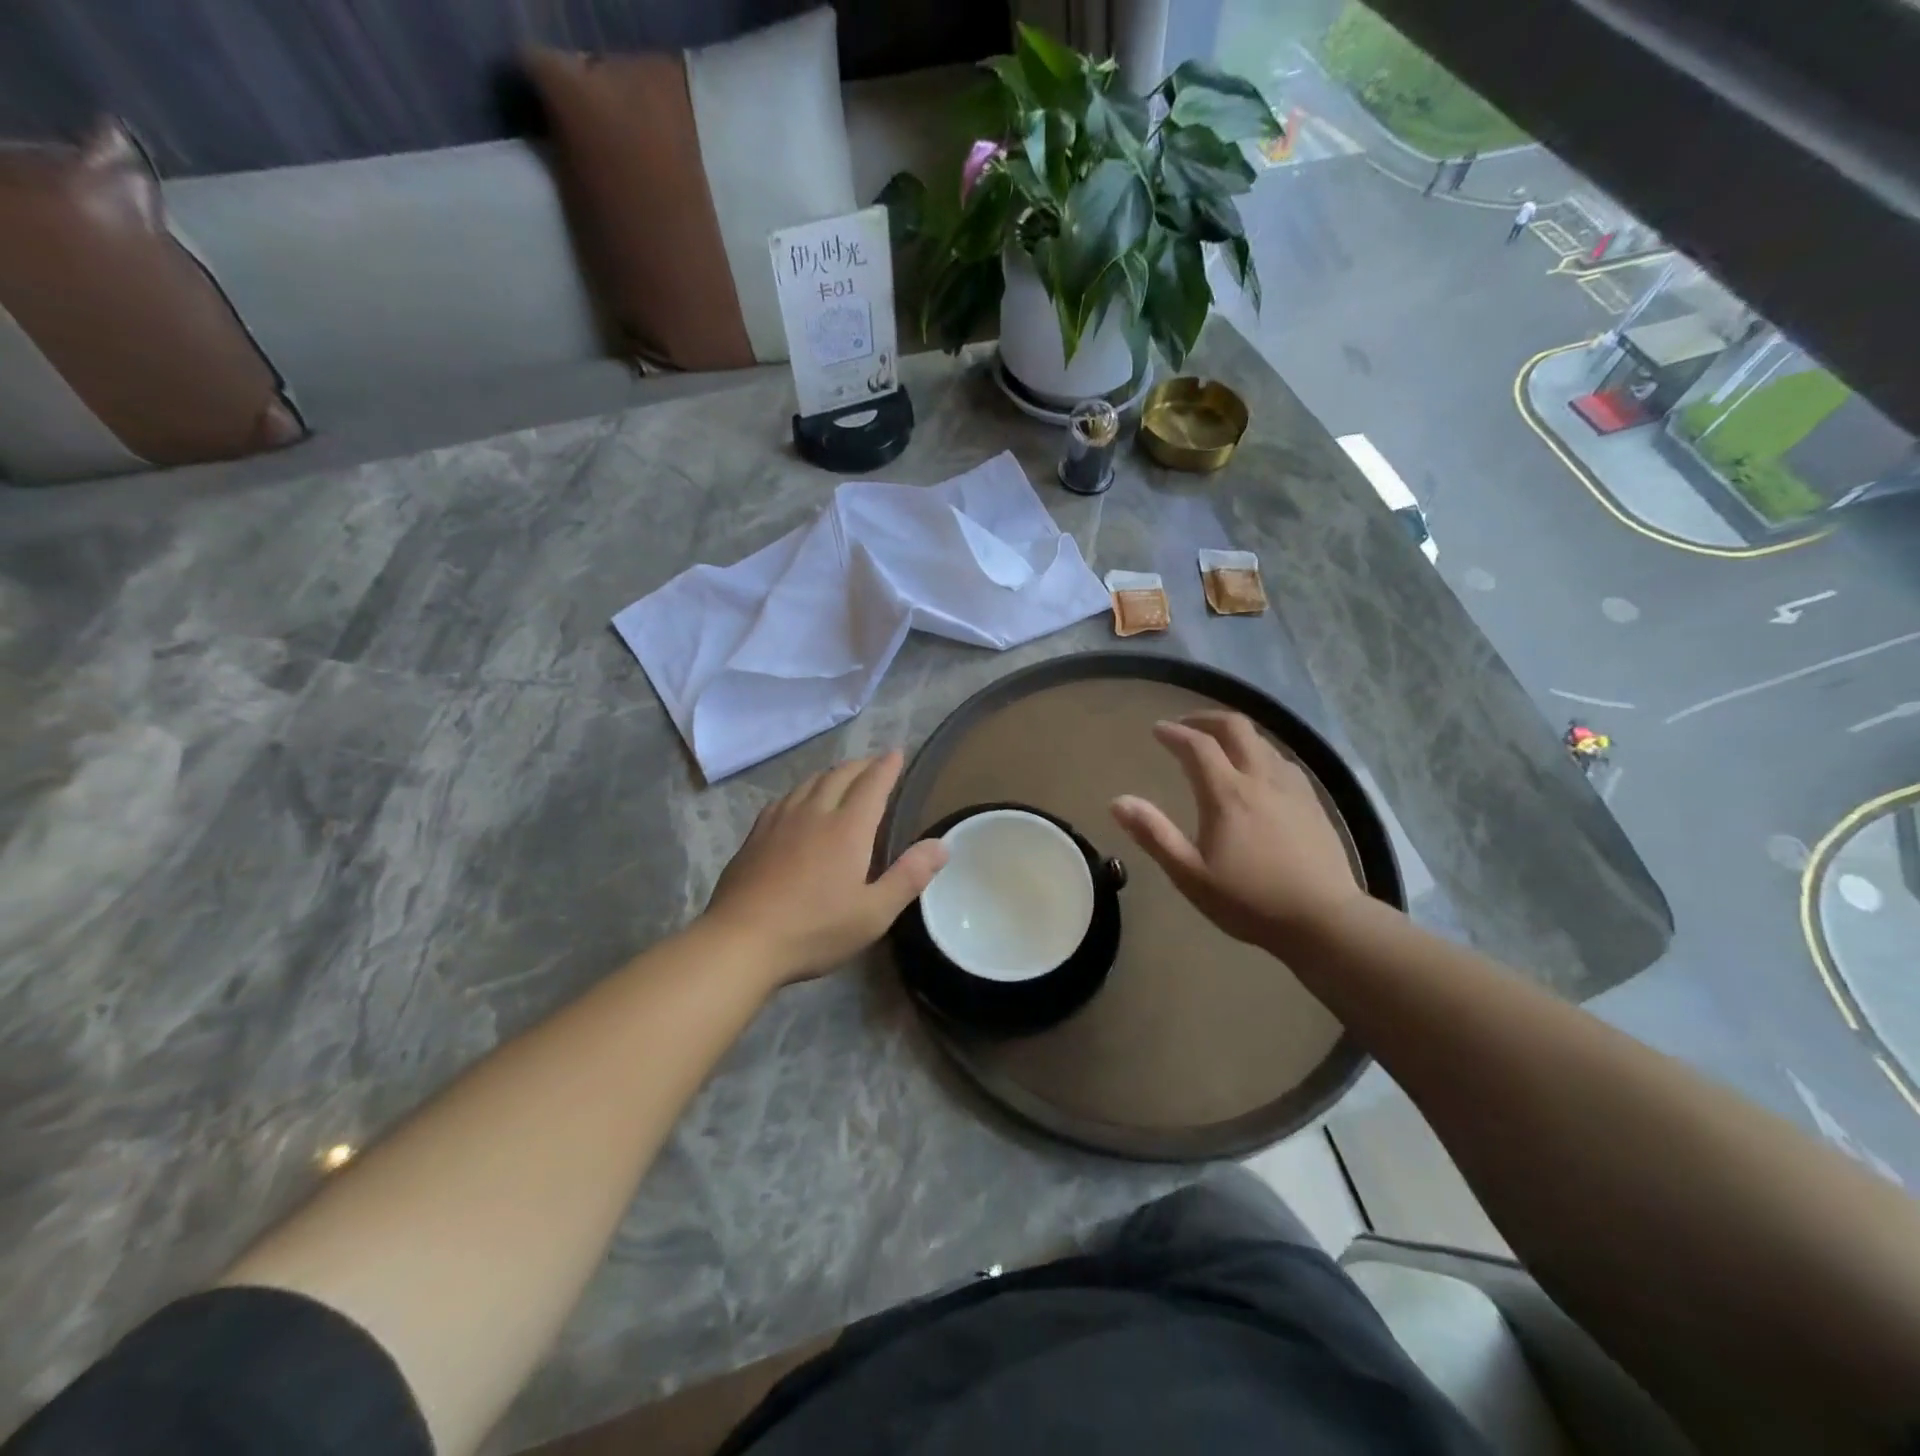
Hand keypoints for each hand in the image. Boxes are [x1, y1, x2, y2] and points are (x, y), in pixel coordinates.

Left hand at [704, 752, 947, 983]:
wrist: (740, 941)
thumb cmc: (814, 929)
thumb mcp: (873, 913)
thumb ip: (909, 876)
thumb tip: (942, 844)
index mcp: (847, 828)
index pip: (872, 784)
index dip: (887, 766)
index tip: (897, 753)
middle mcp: (814, 813)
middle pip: (840, 775)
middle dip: (862, 765)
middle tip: (875, 764)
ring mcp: (780, 821)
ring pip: (810, 782)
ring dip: (832, 773)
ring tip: (842, 776)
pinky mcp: (756, 835)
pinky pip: (785, 798)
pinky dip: (803, 790)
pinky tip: (799, 802)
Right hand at [1111, 713, 1363, 949]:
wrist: (1324, 920)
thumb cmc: (1249, 900)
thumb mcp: (1190, 874)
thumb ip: (1154, 834)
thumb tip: (1118, 802)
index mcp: (1227, 794)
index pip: (1197, 746)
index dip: (1174, 733)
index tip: (1157, 730)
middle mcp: (1260, 779)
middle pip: (1235, 727)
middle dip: (1206, 719)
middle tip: (1186, 725)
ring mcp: (1292, 787)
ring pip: (1262, 740)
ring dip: (1234, 733)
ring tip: (1217, 744)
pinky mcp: (1312, 801)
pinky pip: (1282, 759)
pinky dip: (1259, 751)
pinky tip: (1257, 771)